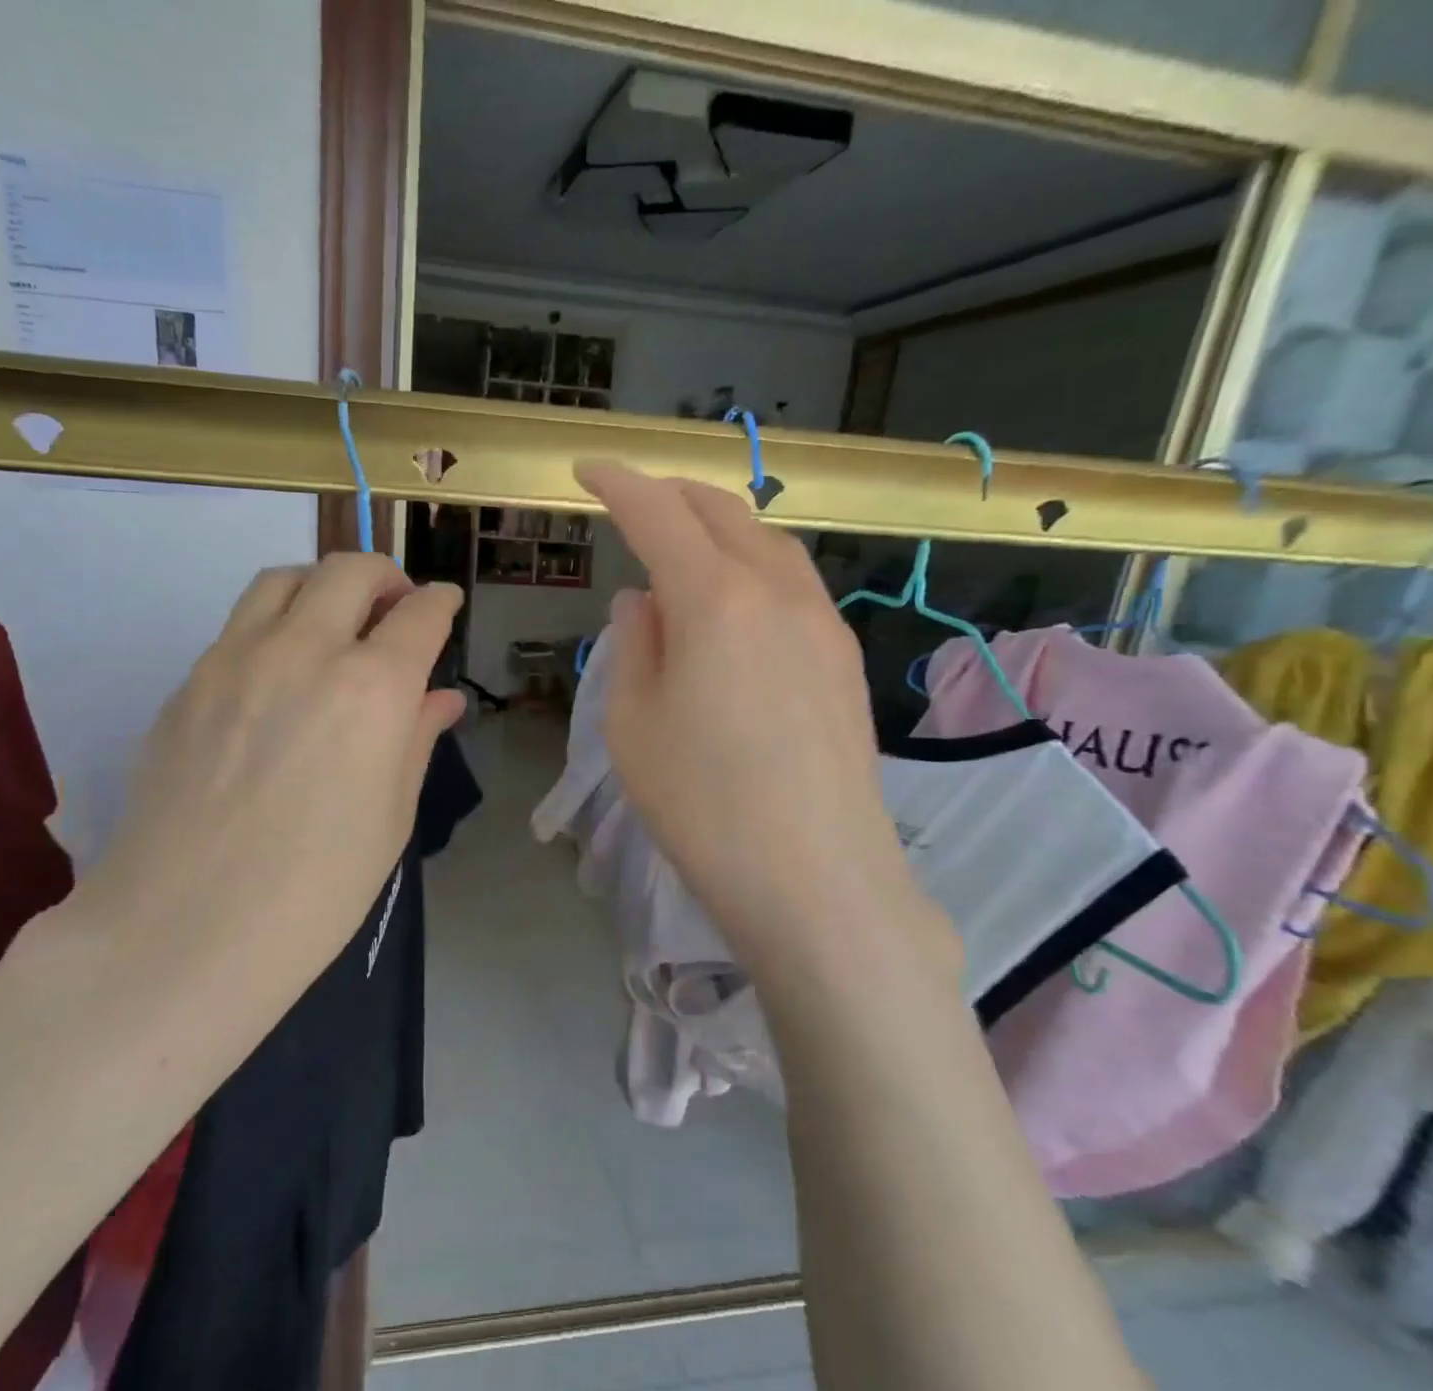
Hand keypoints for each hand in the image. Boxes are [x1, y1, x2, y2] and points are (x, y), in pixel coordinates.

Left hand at [71, 554, 464, 1014]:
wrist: (186, 929)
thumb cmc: (316, 889)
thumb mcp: (390, 817)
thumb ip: (417, 740)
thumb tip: (441, 699)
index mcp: (371, 689)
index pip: (419, 617)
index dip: (440, 604)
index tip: (445, 606)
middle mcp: (304, 651)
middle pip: (349, 570)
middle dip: (385, 577)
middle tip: (395, 610)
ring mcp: (235, 659)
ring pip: (284, 580)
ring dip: (322, 586)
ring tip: (334, 624)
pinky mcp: (188, 682)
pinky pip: (239, 625)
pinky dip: (275, 626)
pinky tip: (279, 676)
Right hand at [577, 461, 957, 989]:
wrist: (815, 878)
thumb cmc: (701, 805)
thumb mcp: (633, 725)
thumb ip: (634, 646)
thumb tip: (642, 600)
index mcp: (714, 599)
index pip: (658, 514)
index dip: (618, 484)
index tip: (587, 472)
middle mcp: (776, 591)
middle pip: (723, 512)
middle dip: (672, 494)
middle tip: (632, 502)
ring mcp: (822, 623)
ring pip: (767, 543)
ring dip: (719, 529)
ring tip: (682, 551)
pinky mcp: (845, 659)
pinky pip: (793, 585)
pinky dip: (752, 569)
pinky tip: (733, 607)